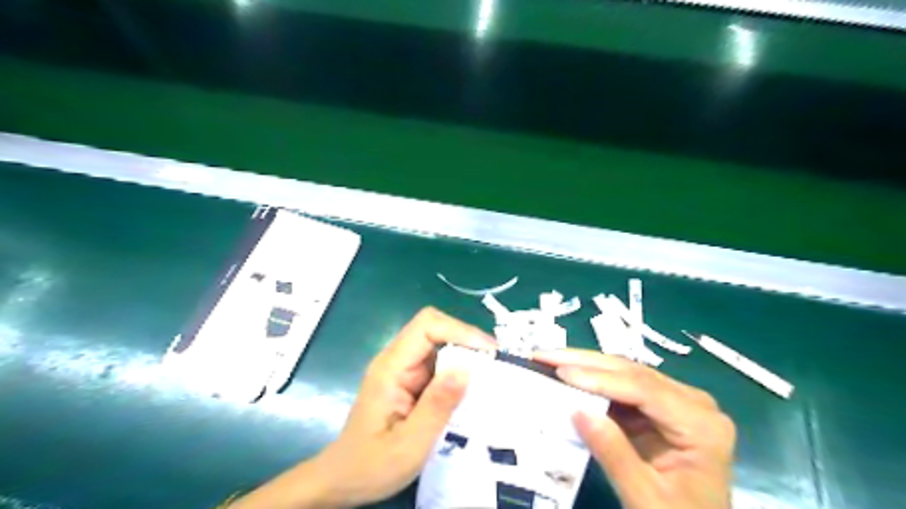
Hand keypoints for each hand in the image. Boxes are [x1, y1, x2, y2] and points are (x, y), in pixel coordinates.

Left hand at [226, 308, 493, 506]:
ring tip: (491, 376)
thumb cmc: (371, 466)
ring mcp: (403, 369)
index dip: (460, 330)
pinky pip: (438, 364)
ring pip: (439, 345)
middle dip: (467, 341)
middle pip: (435, 329)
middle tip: (496, 365)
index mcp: (391, 367)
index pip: (427, 326)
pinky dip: (459, 370)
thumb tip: (466, 369)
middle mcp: (397, 360)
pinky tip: (473, 389)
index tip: (488, 352)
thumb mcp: (408, 445)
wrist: (343, 481)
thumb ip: (436, 407)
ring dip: (466, 355)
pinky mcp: (410, 381)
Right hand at [532, 349, 734, 508]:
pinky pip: (624, 387)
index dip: (599, 378)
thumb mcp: (645, 497)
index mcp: (702, 425)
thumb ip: (614, 454)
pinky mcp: (661, 408)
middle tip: (545, 355)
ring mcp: (678, 402)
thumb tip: (577, 410)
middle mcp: (694, 403)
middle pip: (634, 372)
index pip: (644, 389)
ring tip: (550, 360)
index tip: (561, 373)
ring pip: (626, 373)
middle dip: (585, 362)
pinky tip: (570, 377)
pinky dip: (594, 383)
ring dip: (587, 366)